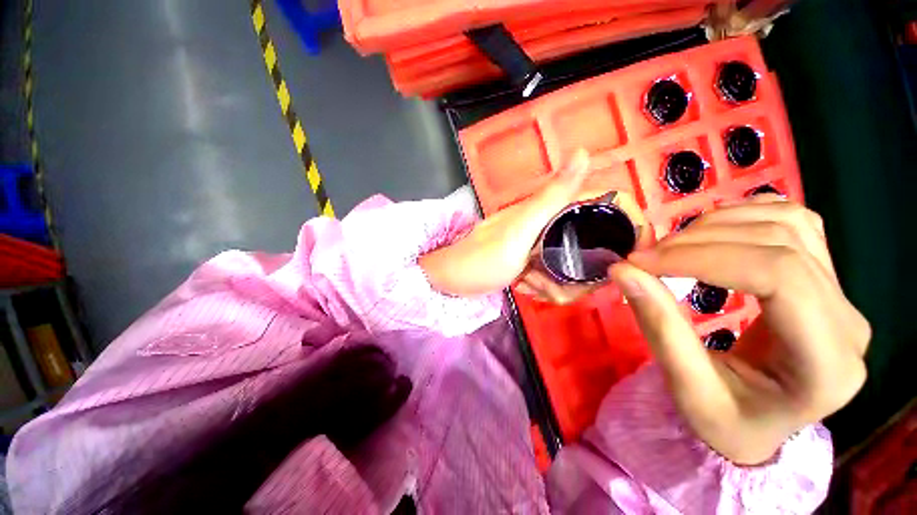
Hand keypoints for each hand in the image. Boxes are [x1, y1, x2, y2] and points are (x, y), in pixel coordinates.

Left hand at [420, 150, 650, 302]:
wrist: (452, 280)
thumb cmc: (483, 259)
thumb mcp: (519, 230)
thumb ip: (551, 198)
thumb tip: (584, 151)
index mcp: (548, 210)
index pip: (598, 204)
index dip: (620, 222)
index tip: (624, 252)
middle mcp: (547, 223)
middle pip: (586, 243)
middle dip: (575, 271)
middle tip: (548, 282)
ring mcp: (539, 243)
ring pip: (570, 263)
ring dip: (554, 282)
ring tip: (528, 284)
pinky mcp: (531, 259)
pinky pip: (553, 273)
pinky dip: (543, 285)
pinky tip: (525, 286)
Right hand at [609, 195, 870, 463]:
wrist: (760, 426)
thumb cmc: (727, 422)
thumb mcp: (687, 389)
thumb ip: (659, 327)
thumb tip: (623, 270)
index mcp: (826, 365)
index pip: (778, 278)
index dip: (703, 258)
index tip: (640, 262)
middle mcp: (848, 322)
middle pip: (781, 245)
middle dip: (700, 241)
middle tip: (645, 258)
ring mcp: (843, 296)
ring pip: (789, 223)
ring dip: (719, 225)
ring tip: (672, 247)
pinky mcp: (826, 280)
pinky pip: (794, 223)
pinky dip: (745, 216)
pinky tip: (711, 233)